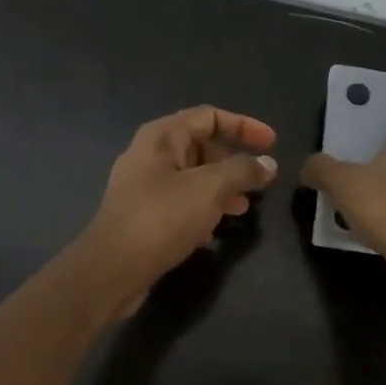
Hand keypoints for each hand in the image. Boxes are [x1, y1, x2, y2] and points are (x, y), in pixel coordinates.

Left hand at [76, 106, 278, 312]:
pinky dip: (203, 208)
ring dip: (221, 187)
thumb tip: (267, 163)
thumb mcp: (210, 189)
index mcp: (162, 136)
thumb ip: (242, 171)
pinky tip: (215, 230)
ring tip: (244, 207)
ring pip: (192, 177)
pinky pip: (180, 202)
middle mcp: (150, 155)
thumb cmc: (162, 218)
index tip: (272, 143)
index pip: (209, 116)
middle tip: (259, 180)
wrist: (112, 268)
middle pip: (200, 145)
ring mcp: (143, 186)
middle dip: (234, 160)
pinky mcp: (143, 215)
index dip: (244, 126)